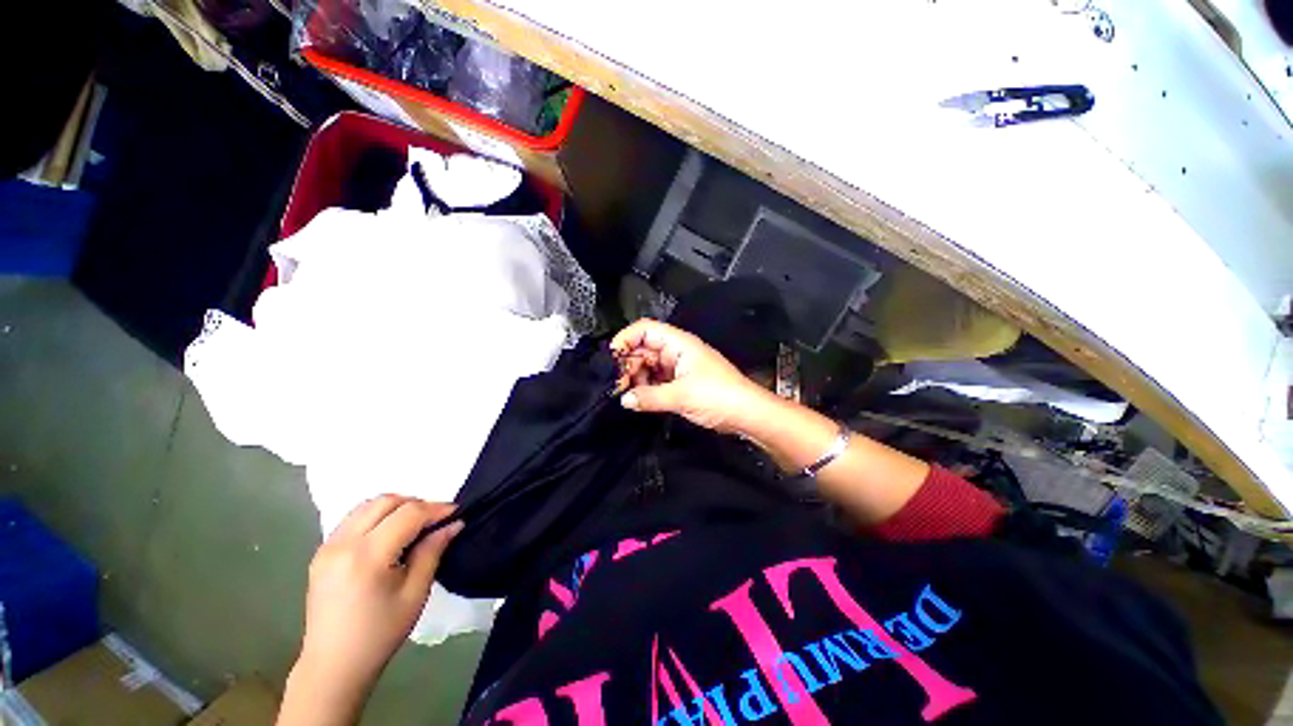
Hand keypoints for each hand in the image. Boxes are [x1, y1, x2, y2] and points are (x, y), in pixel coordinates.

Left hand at [285, 496, 460, 721]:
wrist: (333, 665)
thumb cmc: (380, 633)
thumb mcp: (415, 593)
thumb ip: (433, 551)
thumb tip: (454, 524)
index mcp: (367, 556)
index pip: (408, 514)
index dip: (436, 509)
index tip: (456, 513)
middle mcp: (343, 544)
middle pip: (385, 501)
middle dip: (416, 503)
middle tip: (435, 520)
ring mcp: (327, 547)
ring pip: (367, 505)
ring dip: (395, 507)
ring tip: (413, 525)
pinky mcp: (321, 553)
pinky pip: (353, 518)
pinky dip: (376, 516)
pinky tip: (388, 535)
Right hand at [610, 319, 770, 432]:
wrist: (747, 413)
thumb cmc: (719, 396)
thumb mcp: (681, 396)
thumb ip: (649, 397)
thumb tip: (624, 399)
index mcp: (679, 343)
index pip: (645, 329)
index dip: (626, 338)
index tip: (612, 357)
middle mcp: (677, 351)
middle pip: (644, 348)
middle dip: (629, 363)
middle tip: (617, 384)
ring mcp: (679, 367)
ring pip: (649, 365)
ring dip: (636, 377)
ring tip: (626, 393)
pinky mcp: (682, 382)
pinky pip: (657, 379)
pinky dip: (647, 387)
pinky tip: (639, 398)